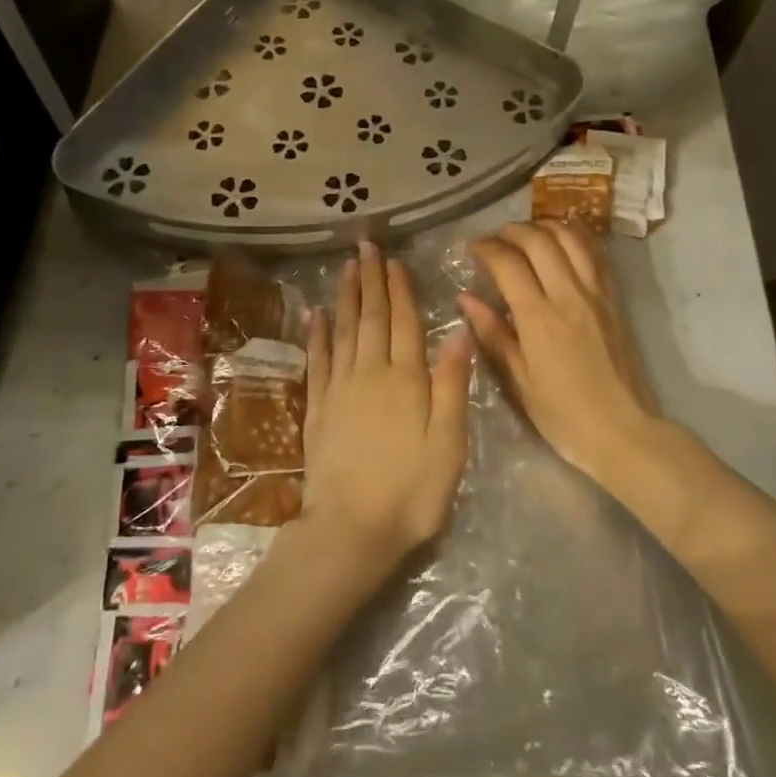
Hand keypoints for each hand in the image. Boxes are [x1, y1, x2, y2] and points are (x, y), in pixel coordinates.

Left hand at [301, 242, 471, 573]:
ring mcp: (339, 389)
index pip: (404, 322)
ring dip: (346, 297)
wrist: (350, 530)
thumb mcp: (448, 443)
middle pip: (371, 317)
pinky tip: (317, 314)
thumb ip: (452, 384)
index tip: (393, 260)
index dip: (399, 289)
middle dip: (370, 280)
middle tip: (365, 246)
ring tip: (346, 268)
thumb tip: (458, 331)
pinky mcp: (318, 408)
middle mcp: (369, 373)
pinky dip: (317, 334)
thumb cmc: (411, 490)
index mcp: (405, 379)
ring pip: (343, 331)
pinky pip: (317, 360)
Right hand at [460, 221, 659, 481]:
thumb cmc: (564, 416)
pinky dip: (576, 237)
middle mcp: (568, 296)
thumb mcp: (519, 382)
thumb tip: (466, 298)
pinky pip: (595, 254)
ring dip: (545, 226)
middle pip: (539, 240)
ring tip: (526, 233)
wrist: (625, 432)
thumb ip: (493, 335)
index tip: (471, 248)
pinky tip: (562, 239)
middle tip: (495, 238)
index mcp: (539, 318)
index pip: (508, 263)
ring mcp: (596, 294)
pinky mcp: (614, 300)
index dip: (486, 248)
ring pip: (571, 238)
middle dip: (512, 230)